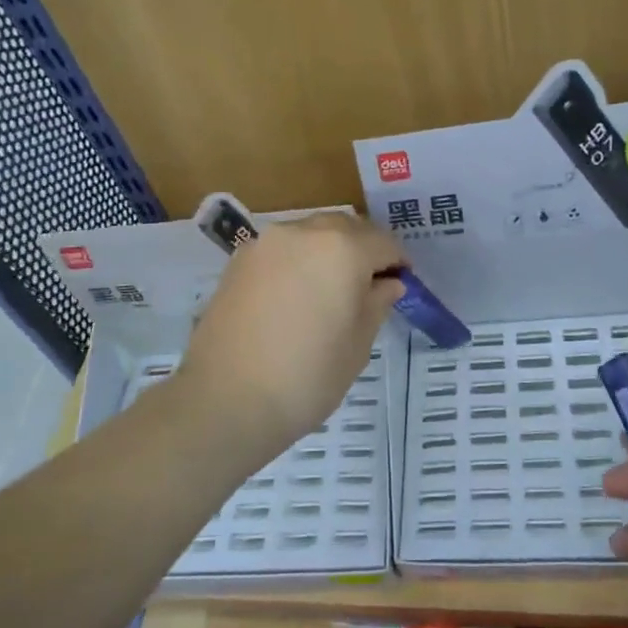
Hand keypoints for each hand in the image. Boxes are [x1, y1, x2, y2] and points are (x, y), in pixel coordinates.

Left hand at [175, 211, 404, 458]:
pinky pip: (282, 250)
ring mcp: (266, 243)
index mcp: (342, 248)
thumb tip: (387, 283)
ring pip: (311, 234)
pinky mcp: (239, 261)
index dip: (398, 263)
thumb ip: (376, 303)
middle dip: (363, 250)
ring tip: (331, 290)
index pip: (383, 243)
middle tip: (369, 285)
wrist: (226, 399)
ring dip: (329, 252)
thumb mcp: (357, 344)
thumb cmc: (307, 376)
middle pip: (346, 228)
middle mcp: (303, 232)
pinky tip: (297, 295)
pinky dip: (298, 261)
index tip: (402, 285)